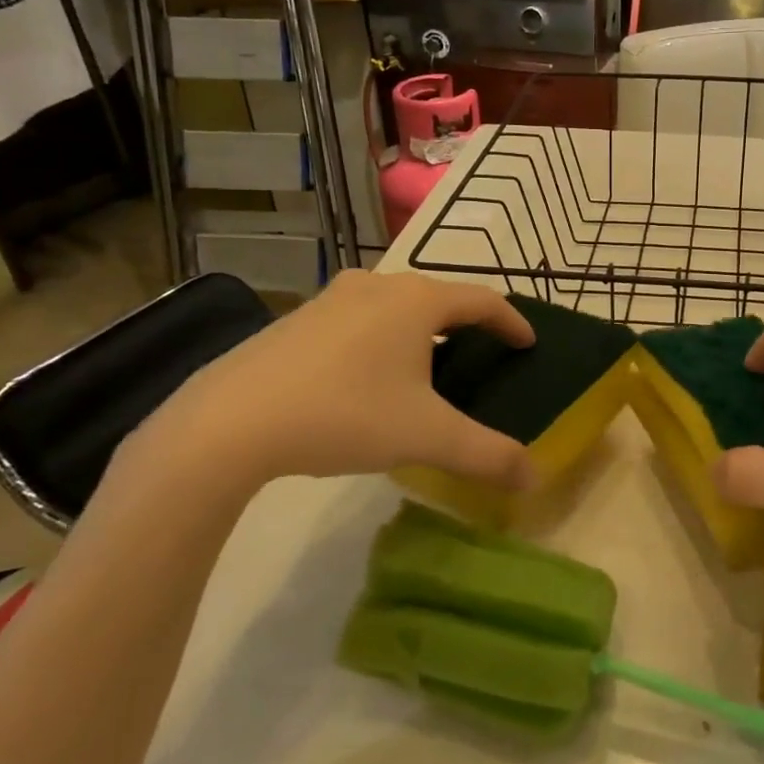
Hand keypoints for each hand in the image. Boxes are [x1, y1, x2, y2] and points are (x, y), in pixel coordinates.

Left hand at [123, 271, 536, 492]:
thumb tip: (534, 478)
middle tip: (482, 354)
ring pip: (396, 305)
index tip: (527, 343)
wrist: (230, 421)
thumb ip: (486, 454)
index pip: (482, 300)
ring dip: (422, 329)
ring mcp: (333, 298)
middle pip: (439, 297)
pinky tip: (370, 375)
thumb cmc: (345, 414)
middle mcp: (379, 285)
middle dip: (467, 324)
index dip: (511, 321)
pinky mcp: (299, 318)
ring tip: (430, 364)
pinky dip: (383, 336)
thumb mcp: (426, 437)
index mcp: (417, 301)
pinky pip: (360, 317)